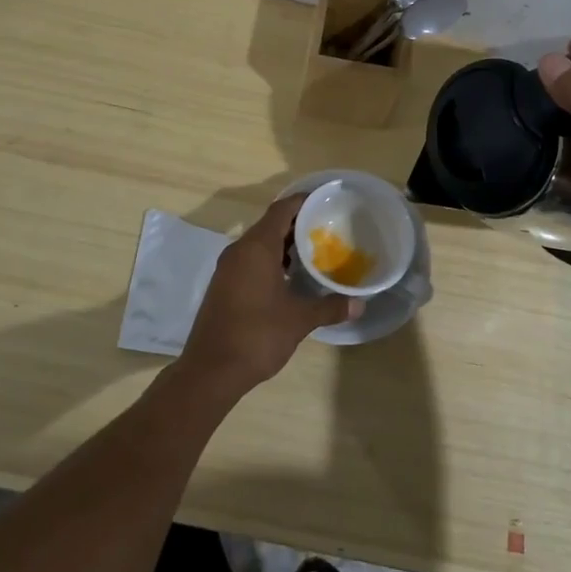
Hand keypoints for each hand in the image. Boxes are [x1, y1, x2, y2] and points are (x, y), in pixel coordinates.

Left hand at [177, 195, 361, 395]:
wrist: (210, 370)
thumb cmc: (257, 335)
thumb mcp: (299, 320)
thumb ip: (329, 307)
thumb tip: (359, 304)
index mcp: (256, 248)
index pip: (282, 210)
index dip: (304, 201)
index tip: (327, 201)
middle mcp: (239, 250)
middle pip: (271, 224)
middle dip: (298, 224)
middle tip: (329, 228)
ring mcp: (228, 268)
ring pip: (260, 244)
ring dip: (285, 244)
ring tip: (315, 252)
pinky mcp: (224, 285)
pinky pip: (251, 260)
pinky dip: (271, 260)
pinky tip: (291, 278)